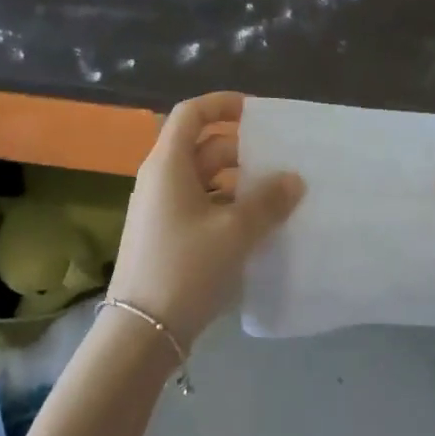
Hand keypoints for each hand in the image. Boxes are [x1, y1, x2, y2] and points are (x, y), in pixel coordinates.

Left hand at [107, 91, 304, 345]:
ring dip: (237, 182)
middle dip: (240, 150)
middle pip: (201, 147)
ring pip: (202, 179)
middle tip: (278, 162)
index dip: (222, 104)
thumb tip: (293, 178)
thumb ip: (268, 200)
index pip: (191, 113)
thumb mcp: (235, 231)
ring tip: (274, 196)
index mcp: (169, 165)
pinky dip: (226, 206)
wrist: (141, 331)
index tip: (256, 111)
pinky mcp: (164, 236)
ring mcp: (159, 209)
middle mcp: (159, 179)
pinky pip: (199, 205)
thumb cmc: (186, 267)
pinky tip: (254, 227)